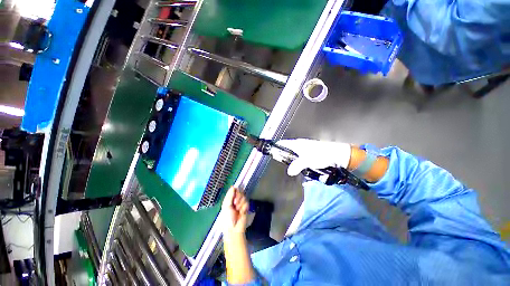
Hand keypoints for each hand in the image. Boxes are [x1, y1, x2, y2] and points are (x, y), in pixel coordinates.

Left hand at [221, 187, 248, 234]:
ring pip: (244, 197)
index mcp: (229, 200)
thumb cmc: (227, 218)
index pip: (234, 190)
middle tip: (235, 204)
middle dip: (238, 198)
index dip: (235, 191)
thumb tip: (233, 186)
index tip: (234, 195)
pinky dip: (244, 207)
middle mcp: (235, 200)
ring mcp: (241, 203)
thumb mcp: (226, 206)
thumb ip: (230, 196)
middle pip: (240, 192)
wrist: (234, 229)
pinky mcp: (246, 207)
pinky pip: (247, 203)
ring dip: (240, 203)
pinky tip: (242, 212)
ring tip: (238, 210)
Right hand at [277, 138, 351, 175]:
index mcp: (297, 143)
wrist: (337, 155)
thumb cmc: (322, 154)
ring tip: (289, 168)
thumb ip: (297, 165)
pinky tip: (298, 168)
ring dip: (291, 161)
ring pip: (293, 155)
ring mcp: (304, 150)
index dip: (276, 147)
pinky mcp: (309, 155)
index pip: (282, 143)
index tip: (271, 152)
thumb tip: (289, 171)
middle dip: (283, 156)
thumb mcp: (308, 160)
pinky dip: (297, 163)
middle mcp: (299, 145)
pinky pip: (299, 159)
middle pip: (286, 150)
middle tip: (280, 164)